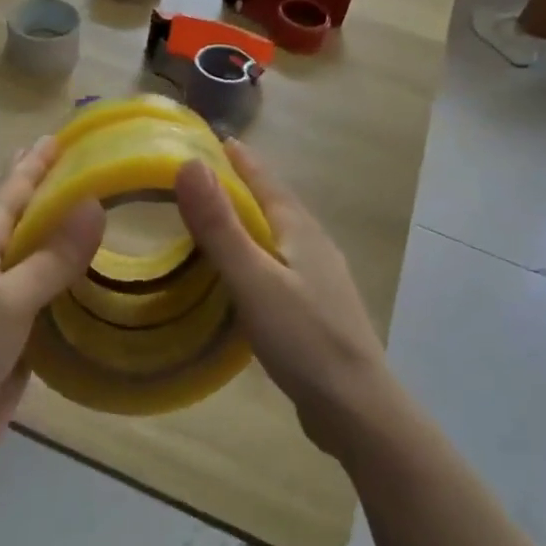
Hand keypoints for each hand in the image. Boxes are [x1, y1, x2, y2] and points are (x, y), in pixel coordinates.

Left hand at [0, 137, 103, 491]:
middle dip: (54, 193)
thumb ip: (51, 257)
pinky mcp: (20, 341)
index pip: (10, 194)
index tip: (60, 136)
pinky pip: (54, 302)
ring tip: (108, 217)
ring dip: (72, 240)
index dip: (34, 165)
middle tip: (90, 167)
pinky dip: (78, 287)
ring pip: (45, 262)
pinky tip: (104, 281)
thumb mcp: (5, 301)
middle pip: (28, 222)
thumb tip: (95, 205)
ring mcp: (4, 308)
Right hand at [175, 142, 391, 461]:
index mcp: (299, 229)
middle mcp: (314, 244)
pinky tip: (245, 274)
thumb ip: (220, 226)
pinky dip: (258, 254)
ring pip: (280, 235)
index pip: (266, 180)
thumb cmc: (302, 337)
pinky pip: (281, 264)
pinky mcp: (318, 307)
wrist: (356, 405)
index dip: (241, 160)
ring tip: (220, 220)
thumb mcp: (252, 278)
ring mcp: (320, 277)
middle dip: (245, 185)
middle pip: (276, 203)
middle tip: (207, 177)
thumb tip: (190, 165)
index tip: (217, 139)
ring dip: (252, 221)